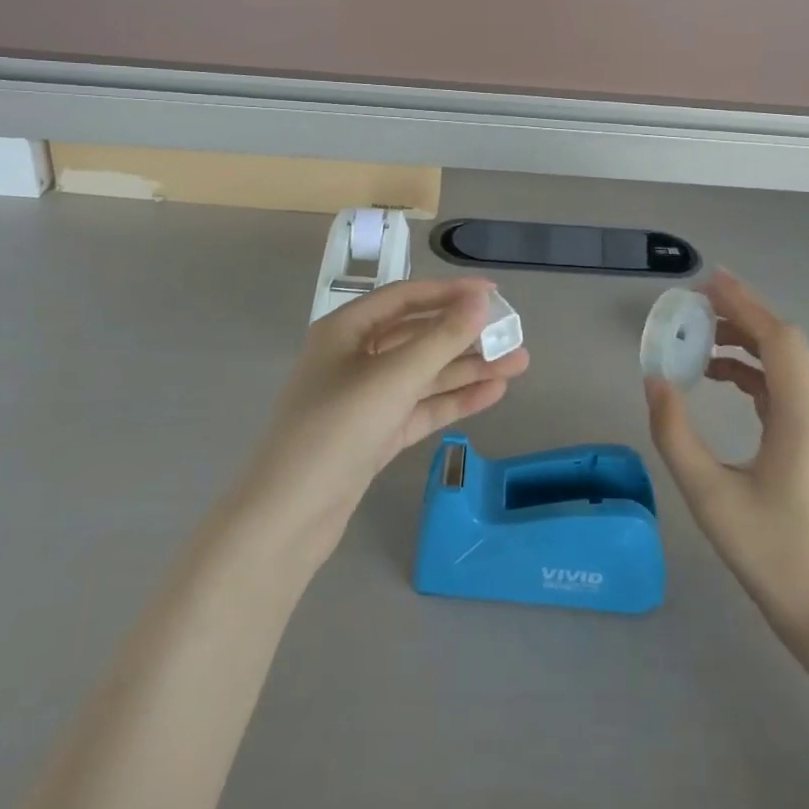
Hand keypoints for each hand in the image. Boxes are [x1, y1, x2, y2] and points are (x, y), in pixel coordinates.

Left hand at [236, 279, 528, 566]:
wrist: (290, 516)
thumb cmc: (337, 428)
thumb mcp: (394, 377)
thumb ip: (441, 338)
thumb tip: (479, 301)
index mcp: (345, 329)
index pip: (405, 298)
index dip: (450, 293)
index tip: (493, 294)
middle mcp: (354, 357)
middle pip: (417, 336)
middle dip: (465, 336)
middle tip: (512, 336)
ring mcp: (365, 398)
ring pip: (423, 374)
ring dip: (467, 368)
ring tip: (518, 365)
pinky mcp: (376, 434)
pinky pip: (420, 406)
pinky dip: (453, 400)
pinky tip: (492, 392)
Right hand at [644, 271, 808, 634]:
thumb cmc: (771, 554)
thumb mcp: (709, 494)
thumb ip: (675, 433)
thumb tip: (655, 380)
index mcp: (801, 417)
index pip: (777, 338)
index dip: (744, 303)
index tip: (706, 282)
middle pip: (785, 344)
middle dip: (742, 316)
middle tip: (695, 305)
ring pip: (786, 366)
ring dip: (747, 343)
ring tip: (700, 339)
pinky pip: (785, 390)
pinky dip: (753, 373)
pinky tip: (721, 380)